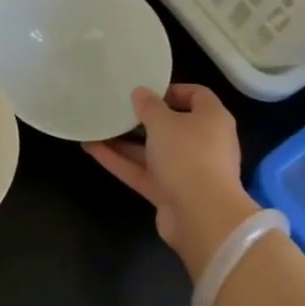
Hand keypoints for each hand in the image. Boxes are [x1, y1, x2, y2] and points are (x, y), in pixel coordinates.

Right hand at [85, 84, 259, 281]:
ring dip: (126, 142)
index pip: (197, 96)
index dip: (173, 90)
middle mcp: (203, 143)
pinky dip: (120, 162)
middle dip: (143, 119)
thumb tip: (140, 93)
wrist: (202, 216)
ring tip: (97, 127)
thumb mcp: (164, 122)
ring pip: (153, 151)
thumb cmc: (188, 155)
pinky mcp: (170, 193)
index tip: (146, 90)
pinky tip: (92, 149)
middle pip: (172, 126)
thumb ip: (149, 106)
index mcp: (212, 119)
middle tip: (117, 108)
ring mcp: (186, 171)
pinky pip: (143, 172)